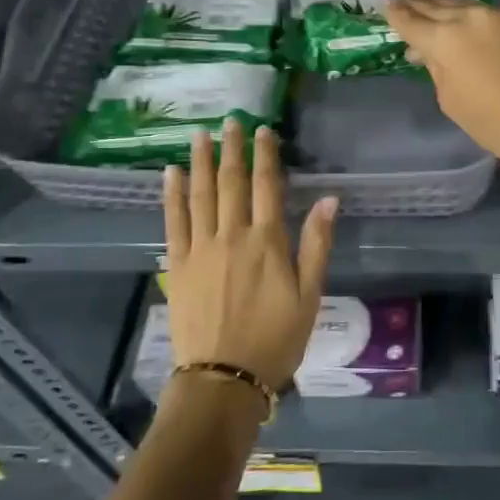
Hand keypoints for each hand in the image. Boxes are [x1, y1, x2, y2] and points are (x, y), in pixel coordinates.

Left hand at [162, 119, 337, 389]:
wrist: (223, 379)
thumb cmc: (275, 339)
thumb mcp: (309, 294)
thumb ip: (317, 244)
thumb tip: (329, 199)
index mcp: (267, 241)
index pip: (267, 186)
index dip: (266, 155)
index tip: (263, 129)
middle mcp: (232, 235)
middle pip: (232, 182)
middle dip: (232, 149)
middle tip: (230, 121)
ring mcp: (201, 248)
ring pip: (201, 195)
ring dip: (201, 162)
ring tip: (200, 135)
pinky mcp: (178, 265)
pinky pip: (174, 221)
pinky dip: (172, 195)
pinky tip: (171, 174)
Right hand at [384, 0, 499, 177]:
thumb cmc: (495, 123)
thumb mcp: (451, 101)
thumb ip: (437, 69)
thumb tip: (430, 52)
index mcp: (445, 40)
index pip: (412, 22)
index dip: (397, 15)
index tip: (388, 5)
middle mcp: (470, 18)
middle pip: (437, 7)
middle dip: (419, 3)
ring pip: (467, 6)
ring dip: (447, 5)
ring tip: (432, 0)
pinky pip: (494, 15)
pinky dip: (478, 17)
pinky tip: (472, 19)